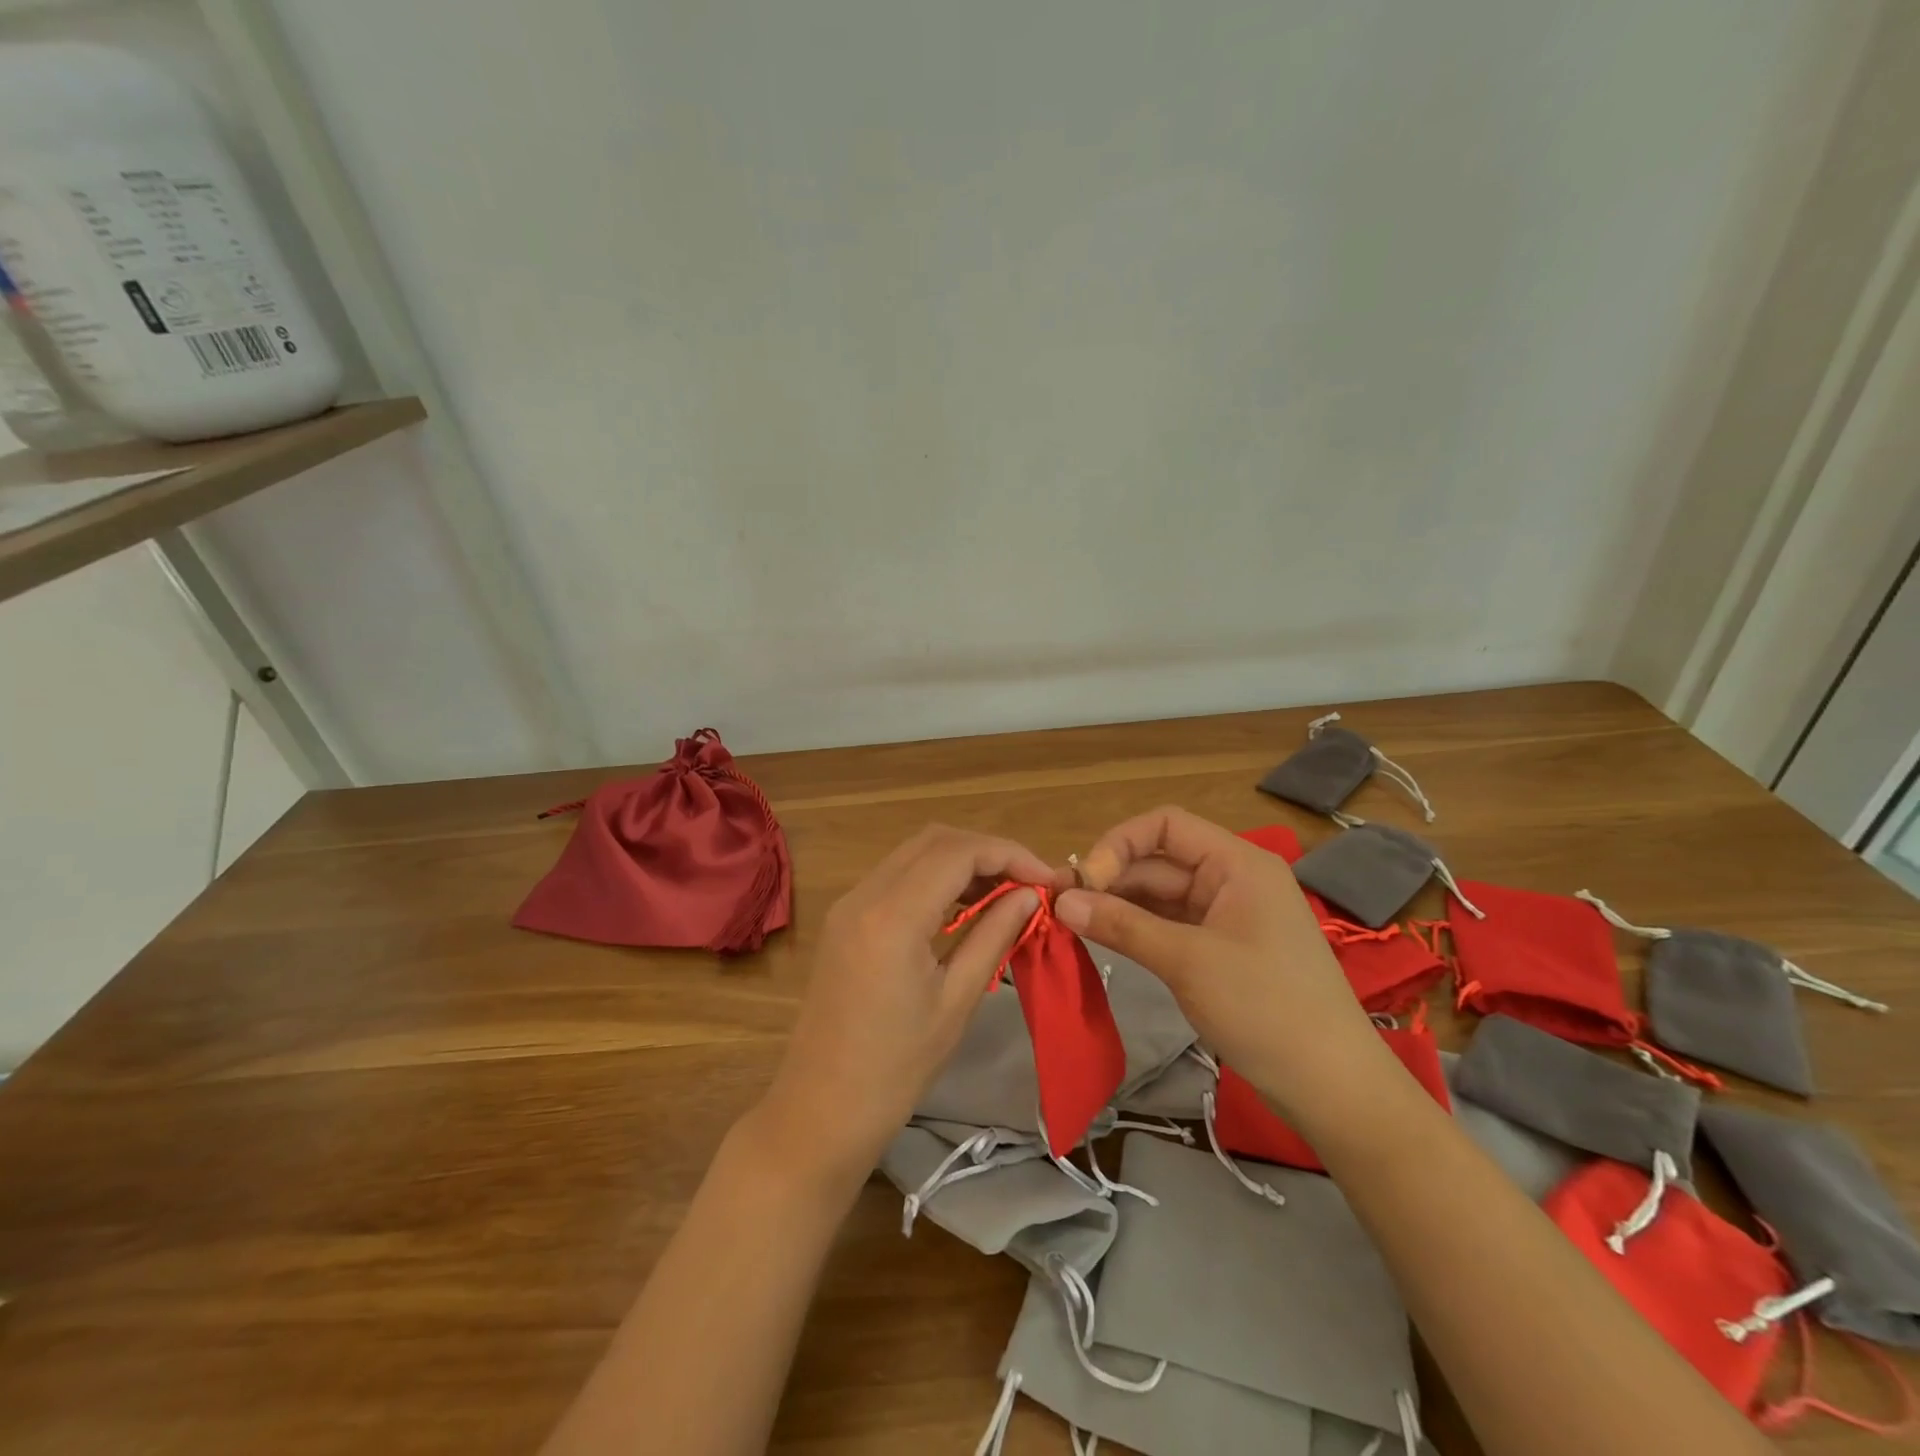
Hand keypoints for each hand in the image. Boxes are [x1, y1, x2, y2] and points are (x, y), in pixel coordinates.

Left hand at [754, 825, 1062, 1188]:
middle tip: (1028, 884)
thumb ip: (994, 935)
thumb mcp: (957, 1001)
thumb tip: (1031, 895)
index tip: (1047, 879)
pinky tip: (963, 907)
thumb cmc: (896, 1069)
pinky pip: (896, 877)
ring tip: (1004, 894)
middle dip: (987, 851)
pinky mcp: (844, 919)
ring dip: (961, 861)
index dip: (1009, 854)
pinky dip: (935, 878)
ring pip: (914, 853)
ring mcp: (848, 904)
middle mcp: (865, 894)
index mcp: (892, 915)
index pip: (958, 851)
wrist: (820, 1111)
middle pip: (934, 840)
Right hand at [1055, 806, 1391, 1128]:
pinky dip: (1138, 929)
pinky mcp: (1221, 950)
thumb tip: (1062, 902)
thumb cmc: (1266, 1008)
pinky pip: (1170, 925)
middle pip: (1158, 861)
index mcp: (1236, 863)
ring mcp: (1227, 916)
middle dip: (1111, 879)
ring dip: (1119, 905)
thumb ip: (1122, 925)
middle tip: (1061, 907)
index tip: (1084, 882)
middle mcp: (1231, 879)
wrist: (1333, 1087)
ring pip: (1160, 895)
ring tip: (1073, 924)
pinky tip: (1104, 939)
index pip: (1165, 826)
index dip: (1119, 844)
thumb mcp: (1187, 961)